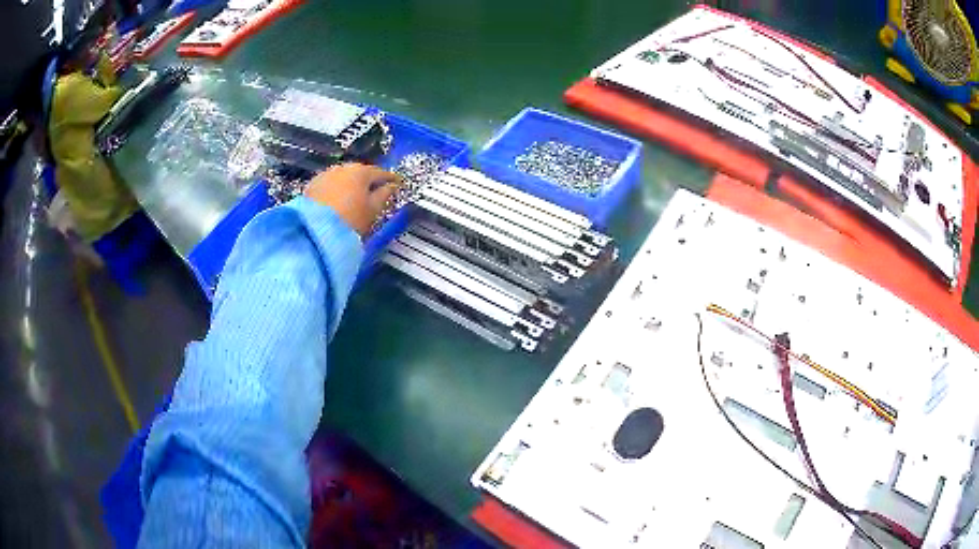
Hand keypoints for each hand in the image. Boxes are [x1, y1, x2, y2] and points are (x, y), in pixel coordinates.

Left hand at [304, 163, 401, 235]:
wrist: (316, 231)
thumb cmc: (349, 220)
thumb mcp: (373, 209)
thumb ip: (385, 194)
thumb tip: (392, 187)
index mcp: (361, 172)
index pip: (381, 172)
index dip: (390, 179)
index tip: (396, 183)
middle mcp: (343, 168)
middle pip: (360, 173)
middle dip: (368, 181)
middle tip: (375, 192)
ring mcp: (326, 175)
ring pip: (343, 178)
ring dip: (350, 186)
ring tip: (355, 200)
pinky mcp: (312, 185)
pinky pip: (329, 185)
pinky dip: (336, 191)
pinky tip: (338, 202)